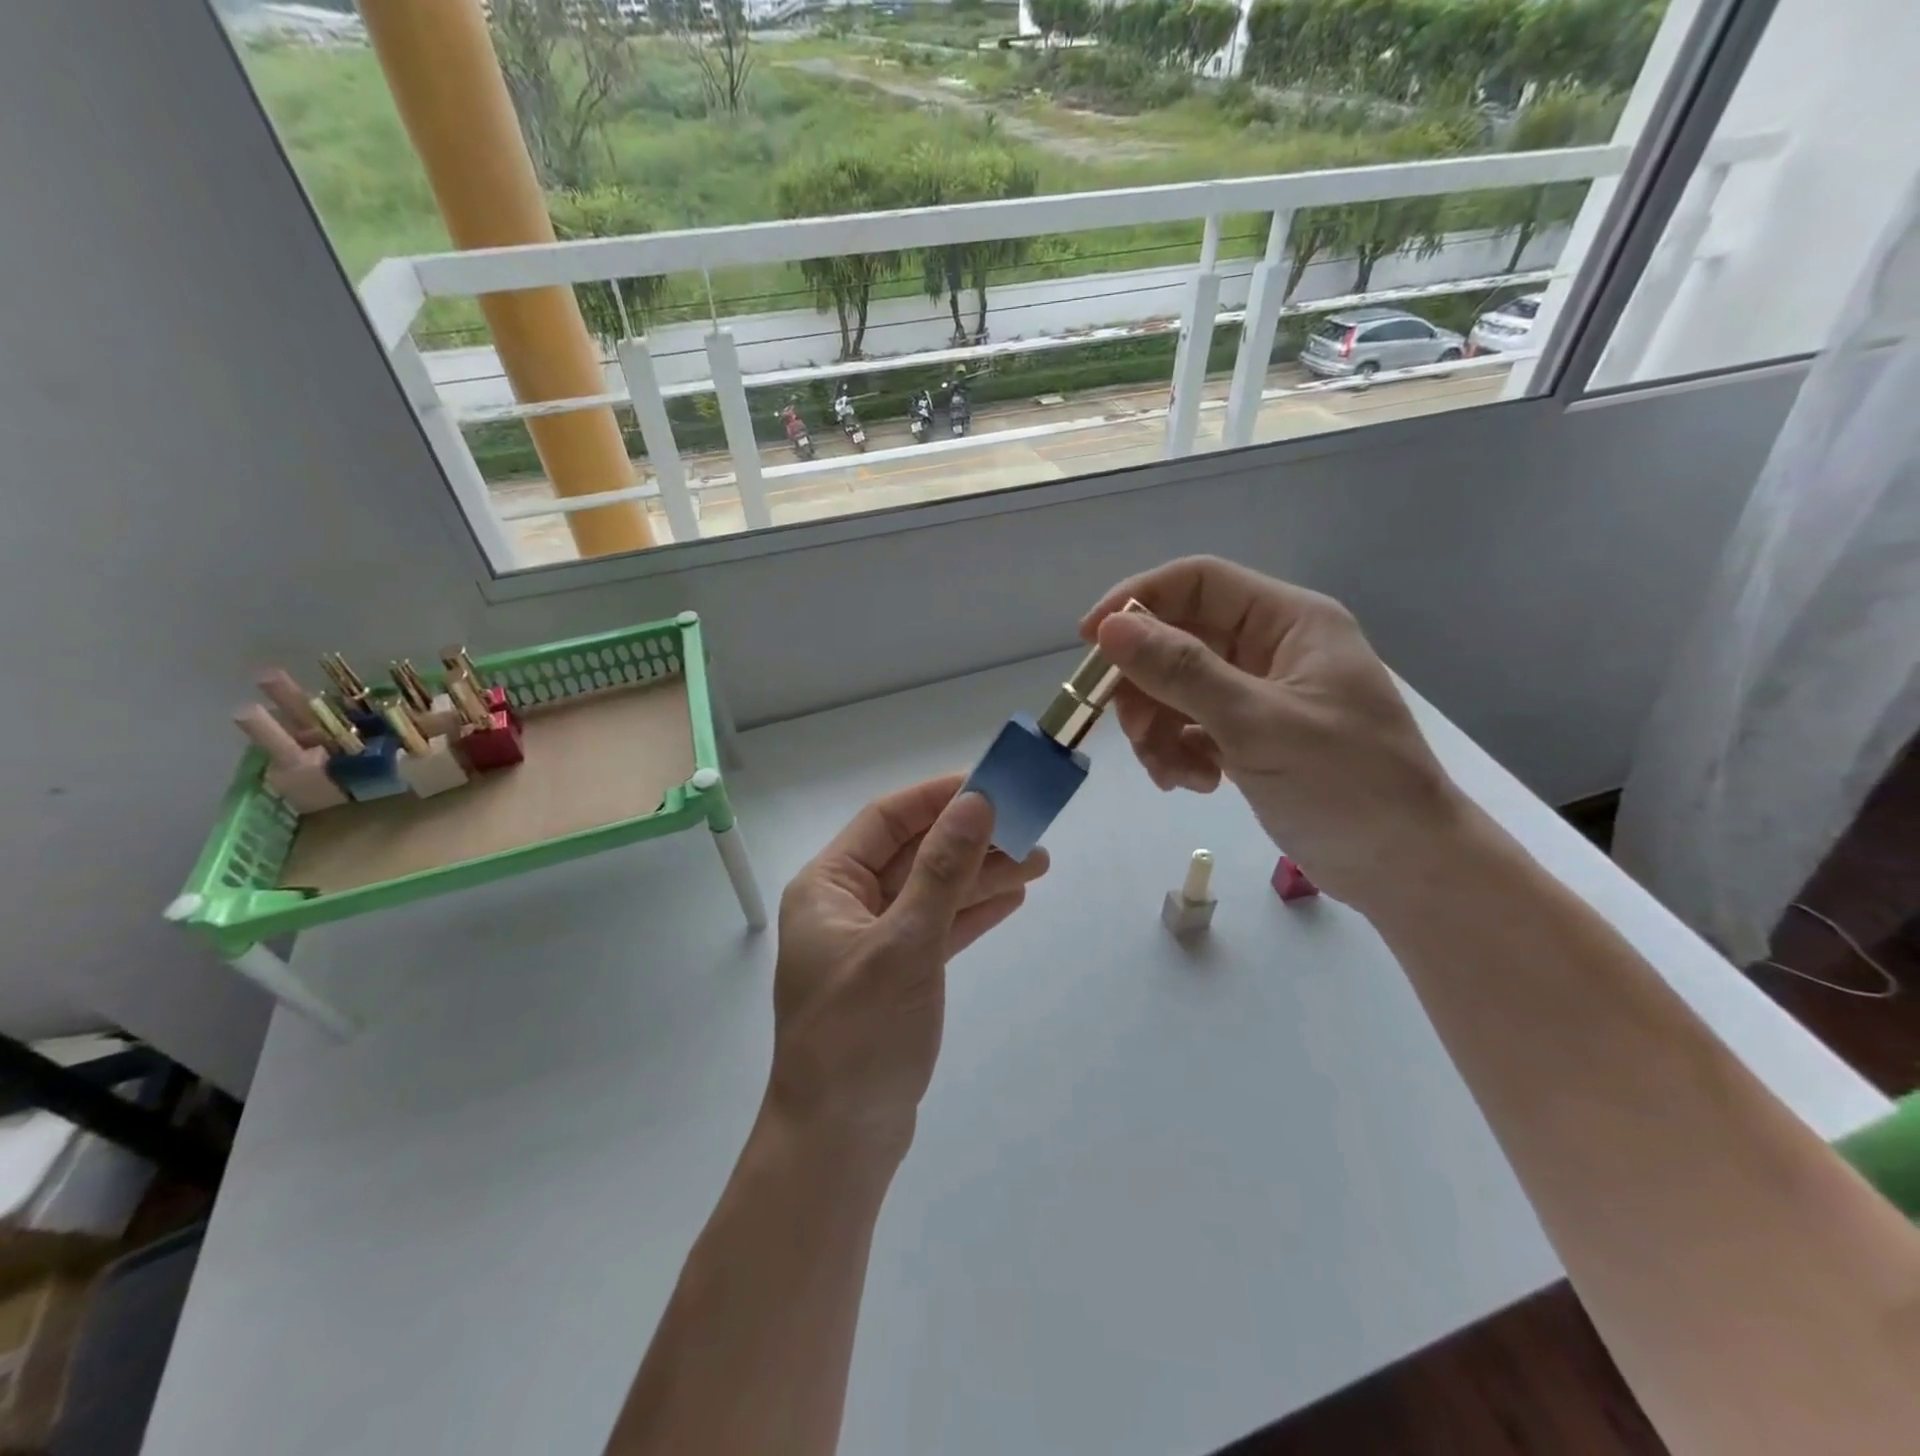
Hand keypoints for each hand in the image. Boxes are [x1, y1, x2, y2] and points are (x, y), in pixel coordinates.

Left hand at [766, 774, 1048, 1156]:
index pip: (886, 820)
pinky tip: (1012, 898)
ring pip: (932, 891)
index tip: (989, 784)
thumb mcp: (905, 944)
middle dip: (970, 840)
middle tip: (1030, 827)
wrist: (840, 1142)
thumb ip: (943, 871)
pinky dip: (971, 913)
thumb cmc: (860, 1035)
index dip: (937, 798)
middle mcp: (846, 906)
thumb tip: (976, 803)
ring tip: (1039, 862)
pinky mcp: (898, 975)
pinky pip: (938, 928)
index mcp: (827, 887)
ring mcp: (874, 942)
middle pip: (914, 854)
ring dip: (980, 876)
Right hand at [1081, 556, 1467, 911]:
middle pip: (1178, 639)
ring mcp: (1260, 694)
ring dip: (1159, 729)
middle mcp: (1271, 647)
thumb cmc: (1348, 785)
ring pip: (1176, 689)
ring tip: (1173, 773)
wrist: (1406, 868)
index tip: (1090, 640)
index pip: (1198, 582)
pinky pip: (1190, 726)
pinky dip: (1179, 752)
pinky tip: (1193, 783)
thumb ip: (1182, 672)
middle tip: (1133, 731)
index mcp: (1288, 622)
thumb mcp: (1258, 723)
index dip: (1138, 601)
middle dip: (1146, 686)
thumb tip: (1109, 628)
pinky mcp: (1250, 736)